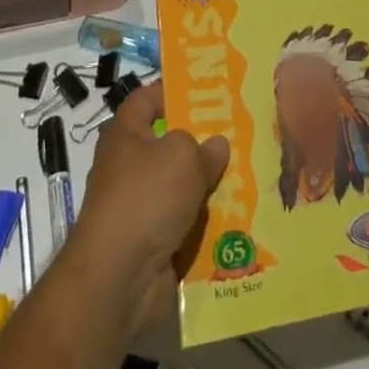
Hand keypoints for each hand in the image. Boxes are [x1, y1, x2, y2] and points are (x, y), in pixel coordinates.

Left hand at [68, 79, 228, 335]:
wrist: (119, 279)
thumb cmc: (146, 198)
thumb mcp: (182, 156)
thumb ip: (204, 146)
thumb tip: (216, 145)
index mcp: (125, 136)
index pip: (145, 99)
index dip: (172, 90)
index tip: (206, 89)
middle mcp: (128, 168)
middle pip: (169, 144)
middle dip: (202, 140)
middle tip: (239, 131)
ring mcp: (140, 207)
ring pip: (182, 186)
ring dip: (209, 183)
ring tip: (250, 170)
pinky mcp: (153, 242)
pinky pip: (186, 221)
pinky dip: (208, 220)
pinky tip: (239, 212)